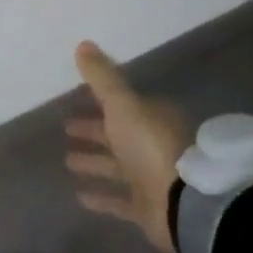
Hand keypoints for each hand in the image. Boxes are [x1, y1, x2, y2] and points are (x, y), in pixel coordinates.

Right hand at [64, 41, 191, 252]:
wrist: (185, 204)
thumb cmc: (152, 145)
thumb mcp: (122, 103)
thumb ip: (102, 77)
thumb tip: (83, 43)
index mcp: (151, 118)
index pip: (122, 106)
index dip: (100, 102)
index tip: (78, 99)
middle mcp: (152, 146)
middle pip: (117, 135)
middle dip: (93, 131)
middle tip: (66, 127)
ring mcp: (151, 179)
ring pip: (116, 167)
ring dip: (94, 162)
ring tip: (67, 160)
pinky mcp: (148, 209)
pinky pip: (120, 200)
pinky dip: (102, 198)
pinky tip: (79, 195)